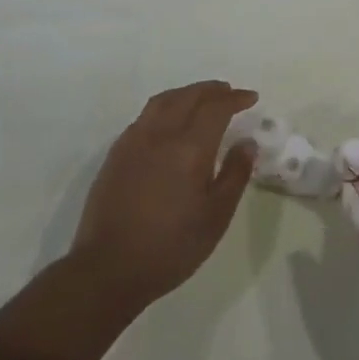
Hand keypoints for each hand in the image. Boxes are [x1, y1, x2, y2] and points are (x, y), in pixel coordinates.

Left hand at [65, 81, 258, 314]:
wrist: (108, 269)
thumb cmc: (171, 247)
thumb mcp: (216, 216)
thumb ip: (234, 174)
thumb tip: (246, 143)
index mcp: (189, 148)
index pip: (216, 108)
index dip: (235, 98)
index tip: (251, 98)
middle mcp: (160, 135)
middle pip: (188, 96)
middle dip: (212, 90)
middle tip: (229, 92)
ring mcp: (133, 142)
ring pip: (163, 101)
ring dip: (186, 93)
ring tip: (201, 99)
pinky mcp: (116, 154)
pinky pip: (144, 117)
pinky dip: (165, 108)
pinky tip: (169, 123)